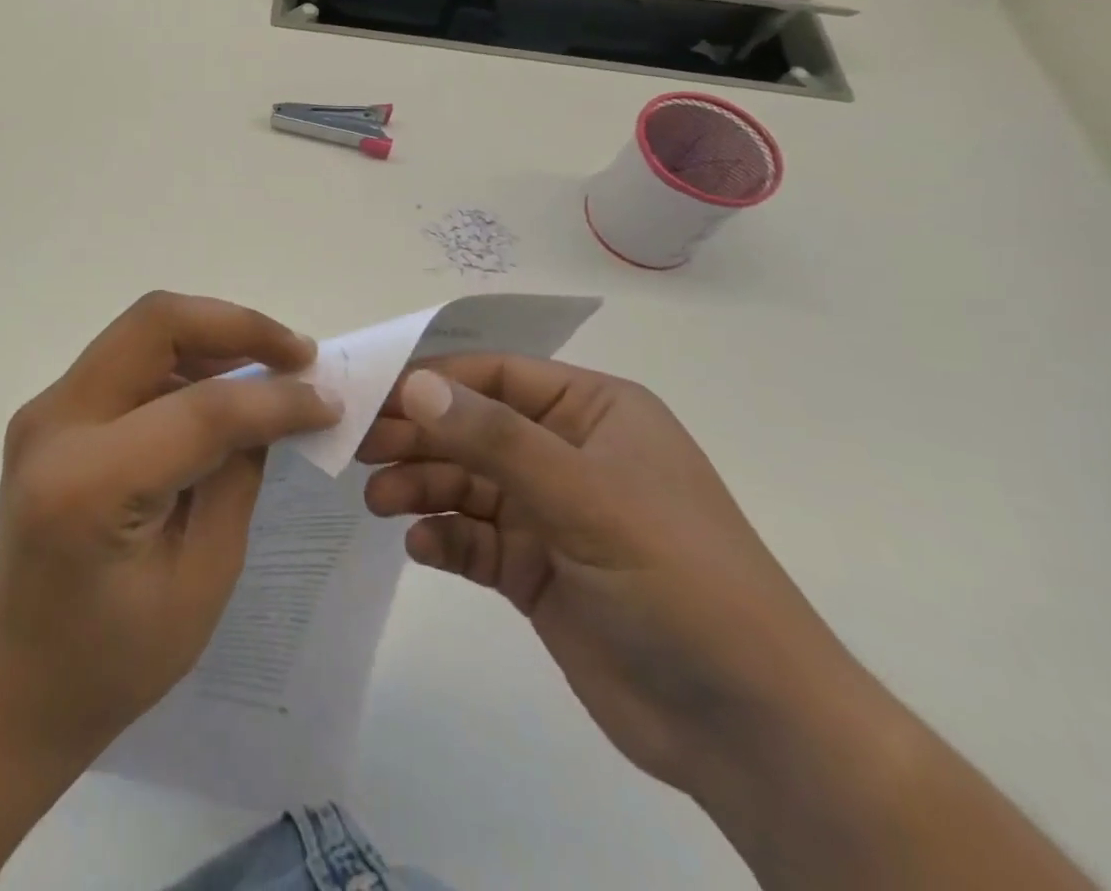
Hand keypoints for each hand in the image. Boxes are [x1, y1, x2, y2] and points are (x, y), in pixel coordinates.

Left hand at [0, 291, 335, 760]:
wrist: (19, 686)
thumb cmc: (115, 660)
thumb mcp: (203, 579)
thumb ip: (239, 476)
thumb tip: (279, 404)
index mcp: (87, 484)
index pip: (199, 408)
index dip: (274, 398)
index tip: (327, 400)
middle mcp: (54, 425)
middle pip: (156, 323)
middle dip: (237, 325)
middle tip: (297, 355)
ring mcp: (45, 410)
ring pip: (143, 329)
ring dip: (213, 336)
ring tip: (271, 367)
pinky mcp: (51, 411)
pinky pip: (128, 357)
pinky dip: (185, 357)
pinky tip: (223, 387)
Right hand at [357, 356, 872, 797]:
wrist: (752, 732)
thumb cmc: (678, 580)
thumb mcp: (585, 497)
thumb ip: (495, 439)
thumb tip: (414, 384)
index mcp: (593, 412)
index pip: (496, 378)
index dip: (433, 382)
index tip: (372, 396)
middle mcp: (567, 453)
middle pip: (473, 429)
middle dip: (418, 437)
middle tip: (358, 450)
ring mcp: (551, 514)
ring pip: (466, 483)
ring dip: (421, 487)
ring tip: (379, 502)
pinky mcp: (536, 569)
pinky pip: (475, 538)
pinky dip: (445, 538)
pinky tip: (422, 547)